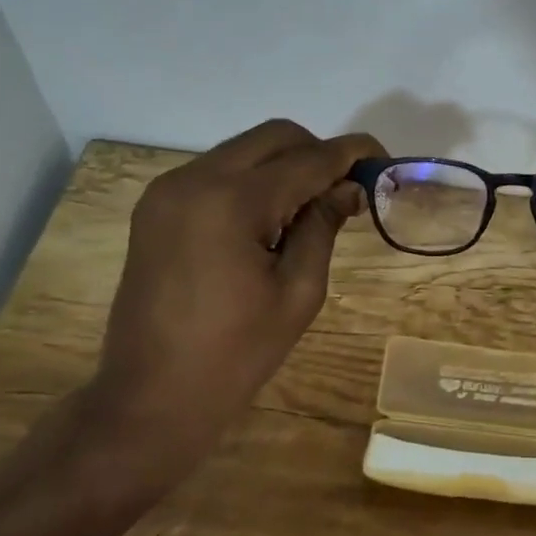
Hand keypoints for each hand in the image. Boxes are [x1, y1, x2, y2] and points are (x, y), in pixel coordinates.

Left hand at [82, 119, 385, 484]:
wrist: (150, 398)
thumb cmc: (235, 354)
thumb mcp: (298, 292)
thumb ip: (323, 226)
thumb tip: (349, 187)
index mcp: (231, 201)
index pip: (308, 159)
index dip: (352, 153)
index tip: (384, 158)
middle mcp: (194, 179)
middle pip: (274, 137)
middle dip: (318, 153)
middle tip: (347, 190)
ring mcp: (168, 190)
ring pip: (245, 150)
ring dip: (286, 166)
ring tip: (311, 209)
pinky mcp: (157, 207)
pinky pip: (218, 172)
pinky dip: (254, 180)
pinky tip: (271, 219)